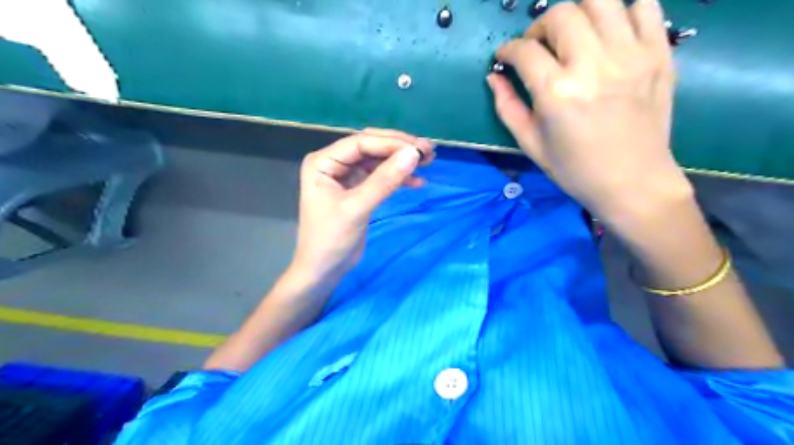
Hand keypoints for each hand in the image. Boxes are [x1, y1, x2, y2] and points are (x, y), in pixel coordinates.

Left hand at [291, 126, 433, 282]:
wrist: (323, 270)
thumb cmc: (331, 239)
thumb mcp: (357, 208)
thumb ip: (384, 181)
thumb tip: (413, 154)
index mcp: (324, 162)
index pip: (361, 143)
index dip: (391, 143)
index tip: (419, 149)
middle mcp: (334, 163)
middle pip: (371, 146)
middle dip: (399, 147)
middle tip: (428, 150)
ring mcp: (347, 176)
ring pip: (378, 160)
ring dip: (401, 161)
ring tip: (428, 161)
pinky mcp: (358, 189)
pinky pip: (381, 177)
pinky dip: (399, 178)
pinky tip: (418, 182)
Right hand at [494, 0, 692, 221]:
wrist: (633, 182)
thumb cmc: (575, 169)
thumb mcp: (531, 144)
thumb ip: (507, 107)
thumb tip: (494, 77)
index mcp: (557, 93)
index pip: (525, 51)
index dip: (508, 50)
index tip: (505, 57)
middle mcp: (593, 65)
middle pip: (561, 15)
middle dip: (539, 27)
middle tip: (537, 48)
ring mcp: (631, 55)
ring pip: (601, 1)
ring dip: (577, 12)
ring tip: (571, 35)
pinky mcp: (659, 54)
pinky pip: (645, 6)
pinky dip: (622, 12)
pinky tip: (609, 34)